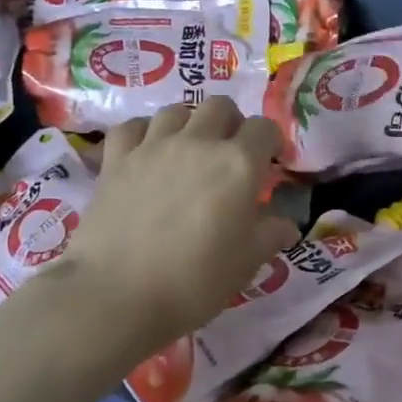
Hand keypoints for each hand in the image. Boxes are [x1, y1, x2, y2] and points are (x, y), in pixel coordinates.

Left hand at [59, 99, 300, 353]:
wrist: (119, 295)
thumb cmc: (196, 281)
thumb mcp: (248, 262)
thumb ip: (270, 235)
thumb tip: (285, 224)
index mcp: (238, 164)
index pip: (264, 129)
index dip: (270, 142)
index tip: (269, 164)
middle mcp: (198, 143)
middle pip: (220, 107)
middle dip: (231, 124)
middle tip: (229, 155)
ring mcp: (152, 147)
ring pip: (176, 111)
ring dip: (189, 124)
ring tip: (188, 151)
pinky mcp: (116, 160)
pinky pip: (131, 127)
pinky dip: (143, 133)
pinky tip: (146, 152)